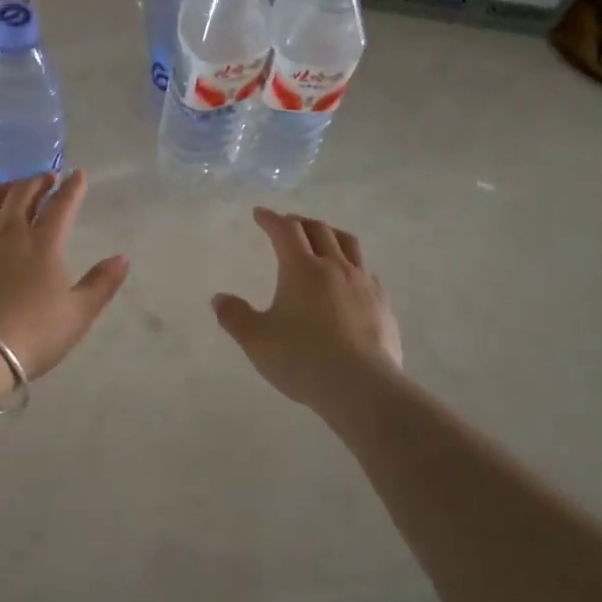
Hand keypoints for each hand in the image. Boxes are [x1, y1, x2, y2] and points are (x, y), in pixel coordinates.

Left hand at [0, 171, 130, 379]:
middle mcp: (7, 232)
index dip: (72, 188)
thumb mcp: (78, 314)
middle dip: (37, 181)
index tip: (78, 174)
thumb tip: (122, 257)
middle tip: (46, 178)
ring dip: (3, 188)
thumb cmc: (33, 334)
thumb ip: (102, 283)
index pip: (61, 205)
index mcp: (42, 243)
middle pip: (21, 194)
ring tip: (11, 189)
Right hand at [213, 208, 402, 410]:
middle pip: (319, 230)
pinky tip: (348, 280)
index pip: (285, 230)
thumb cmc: (302, 359)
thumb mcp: (257, 340)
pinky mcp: (382, 304)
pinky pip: (366, 271)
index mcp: (302, 268)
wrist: (362, 387)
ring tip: (322, 238)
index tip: (259, 214)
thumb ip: (235, 316)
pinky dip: (351, 264)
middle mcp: (335, 266)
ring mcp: (363, 283)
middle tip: (287, 223)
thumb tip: (219, 298)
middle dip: (299, 222)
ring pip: (349, 244)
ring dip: (330, 234)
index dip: (270, 219)